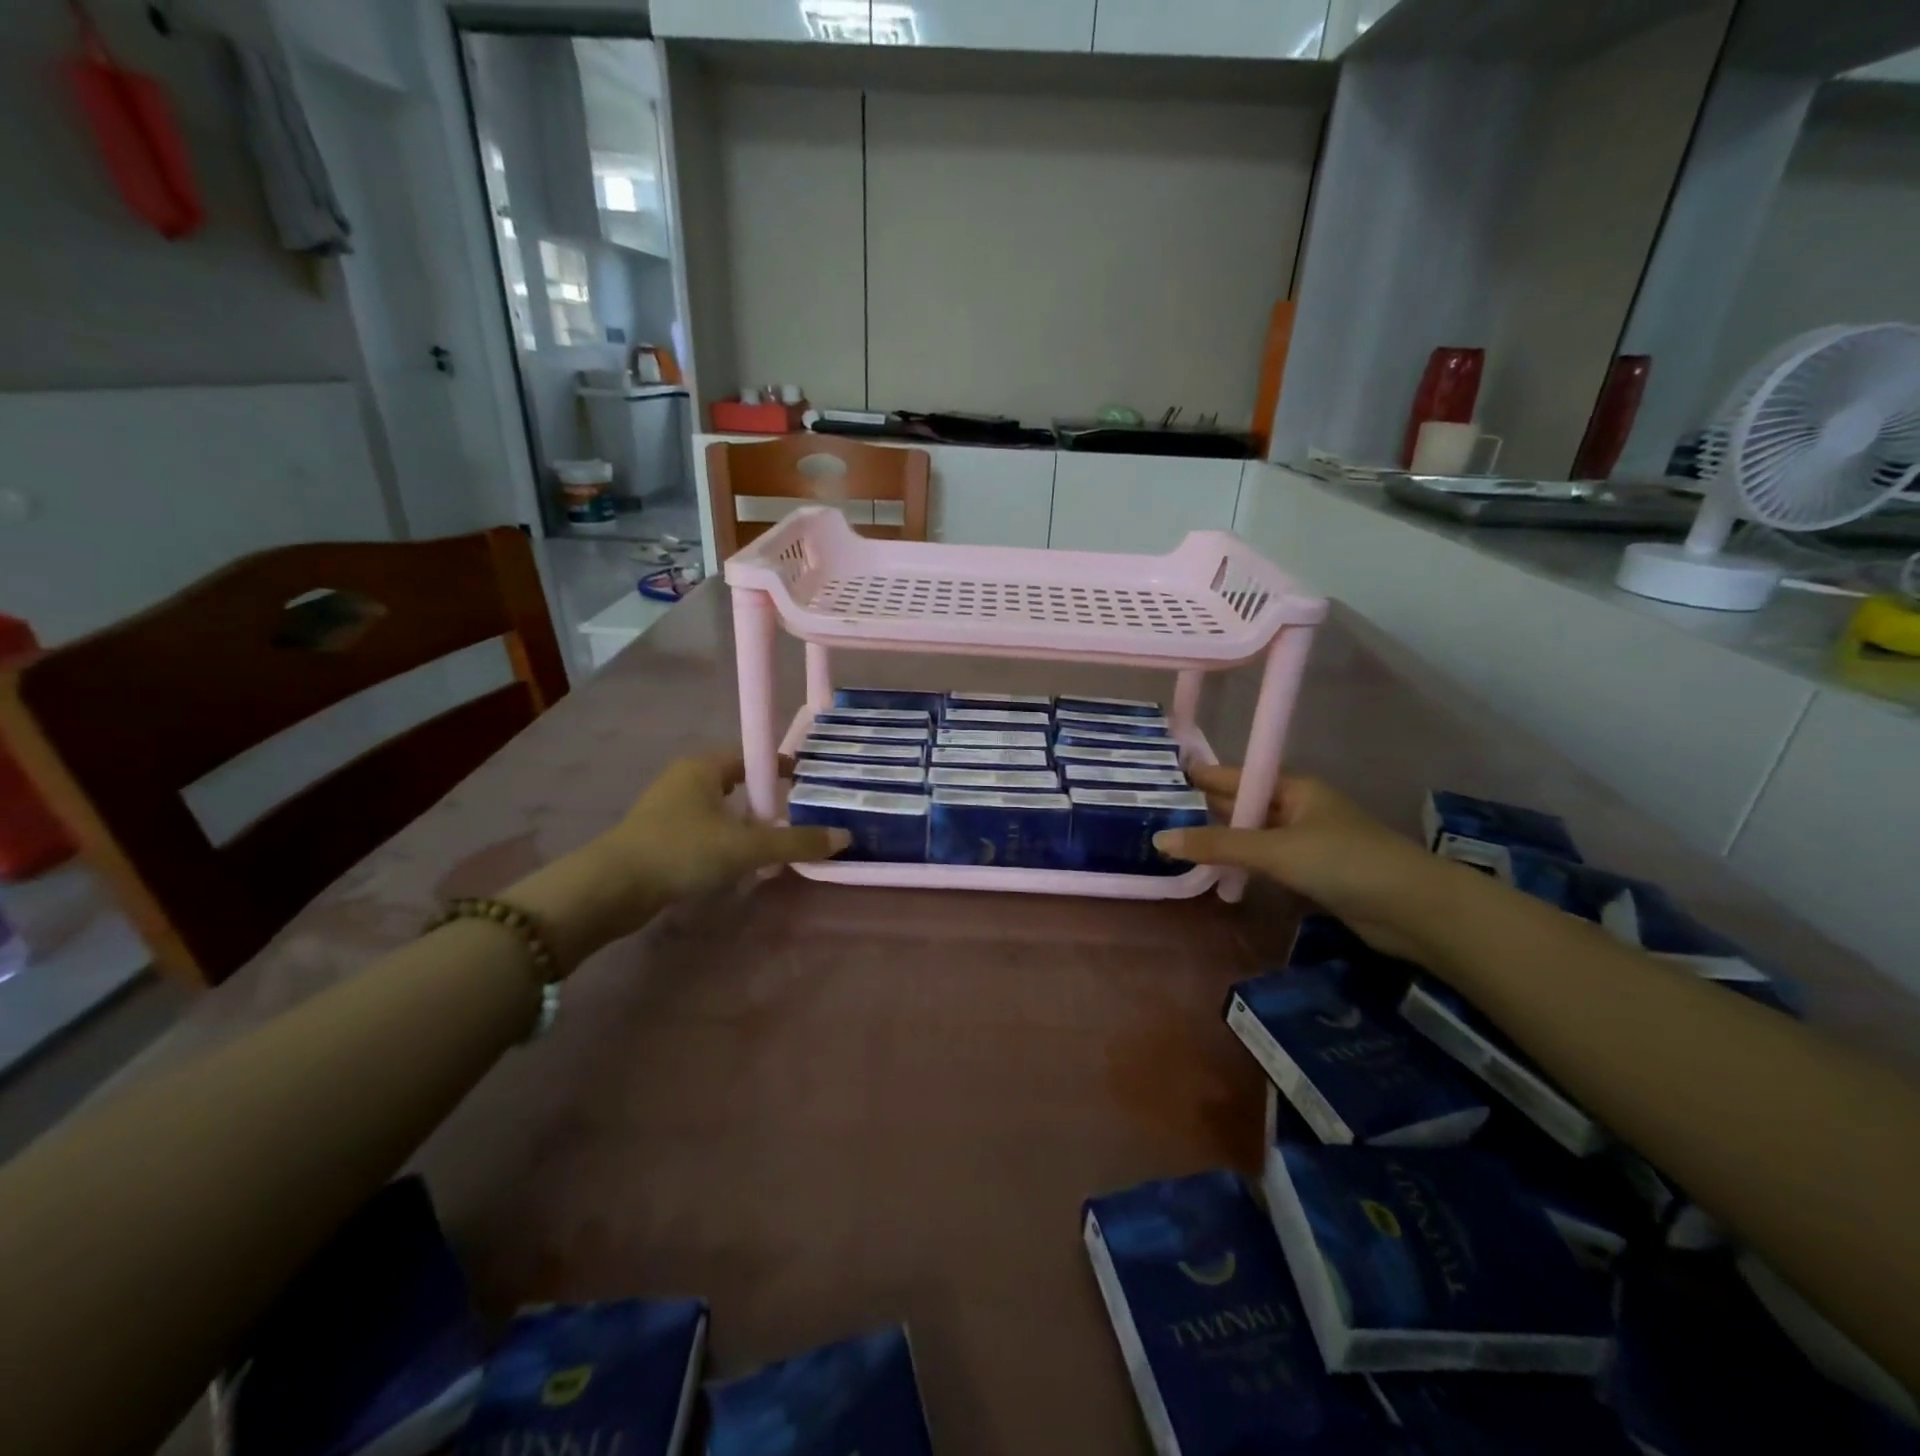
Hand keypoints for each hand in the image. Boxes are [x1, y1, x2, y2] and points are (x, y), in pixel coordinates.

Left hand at [605, 751, 849, 900]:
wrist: (611, 888)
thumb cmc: (682, 851)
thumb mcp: (746, 847)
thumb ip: (796, 842)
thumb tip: (844, 837)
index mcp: (704, 767)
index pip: (752, 756)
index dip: (781, 769)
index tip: (807, 785)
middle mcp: (685, 779)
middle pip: (737, 783)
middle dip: (766, 800)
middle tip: (796, 819)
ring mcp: (668, 808)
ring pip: (720, 809)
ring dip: (745, 825)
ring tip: (772, 847)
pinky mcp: (658, 837)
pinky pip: (704, 831)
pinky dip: (724, 842)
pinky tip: (737, 865)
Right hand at [1154, 766, 1454, 962]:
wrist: (1414, 909)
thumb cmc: (1344, 861)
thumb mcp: (1275, 849)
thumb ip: (1218, 846)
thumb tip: (1160, 839)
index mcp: (1294, 788)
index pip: (1237, 776)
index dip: (1203, 776)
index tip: (1163, 777)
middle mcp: (1298, 809)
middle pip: (1243, 806)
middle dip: (1206, 810)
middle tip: (1159, 814)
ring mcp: (1307, 843)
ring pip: (1253, 837)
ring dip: (1222, 843)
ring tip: (1175, 845)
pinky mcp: (1313, 874)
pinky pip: (1266, 863)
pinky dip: (1242, 867)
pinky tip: (1215, 875)